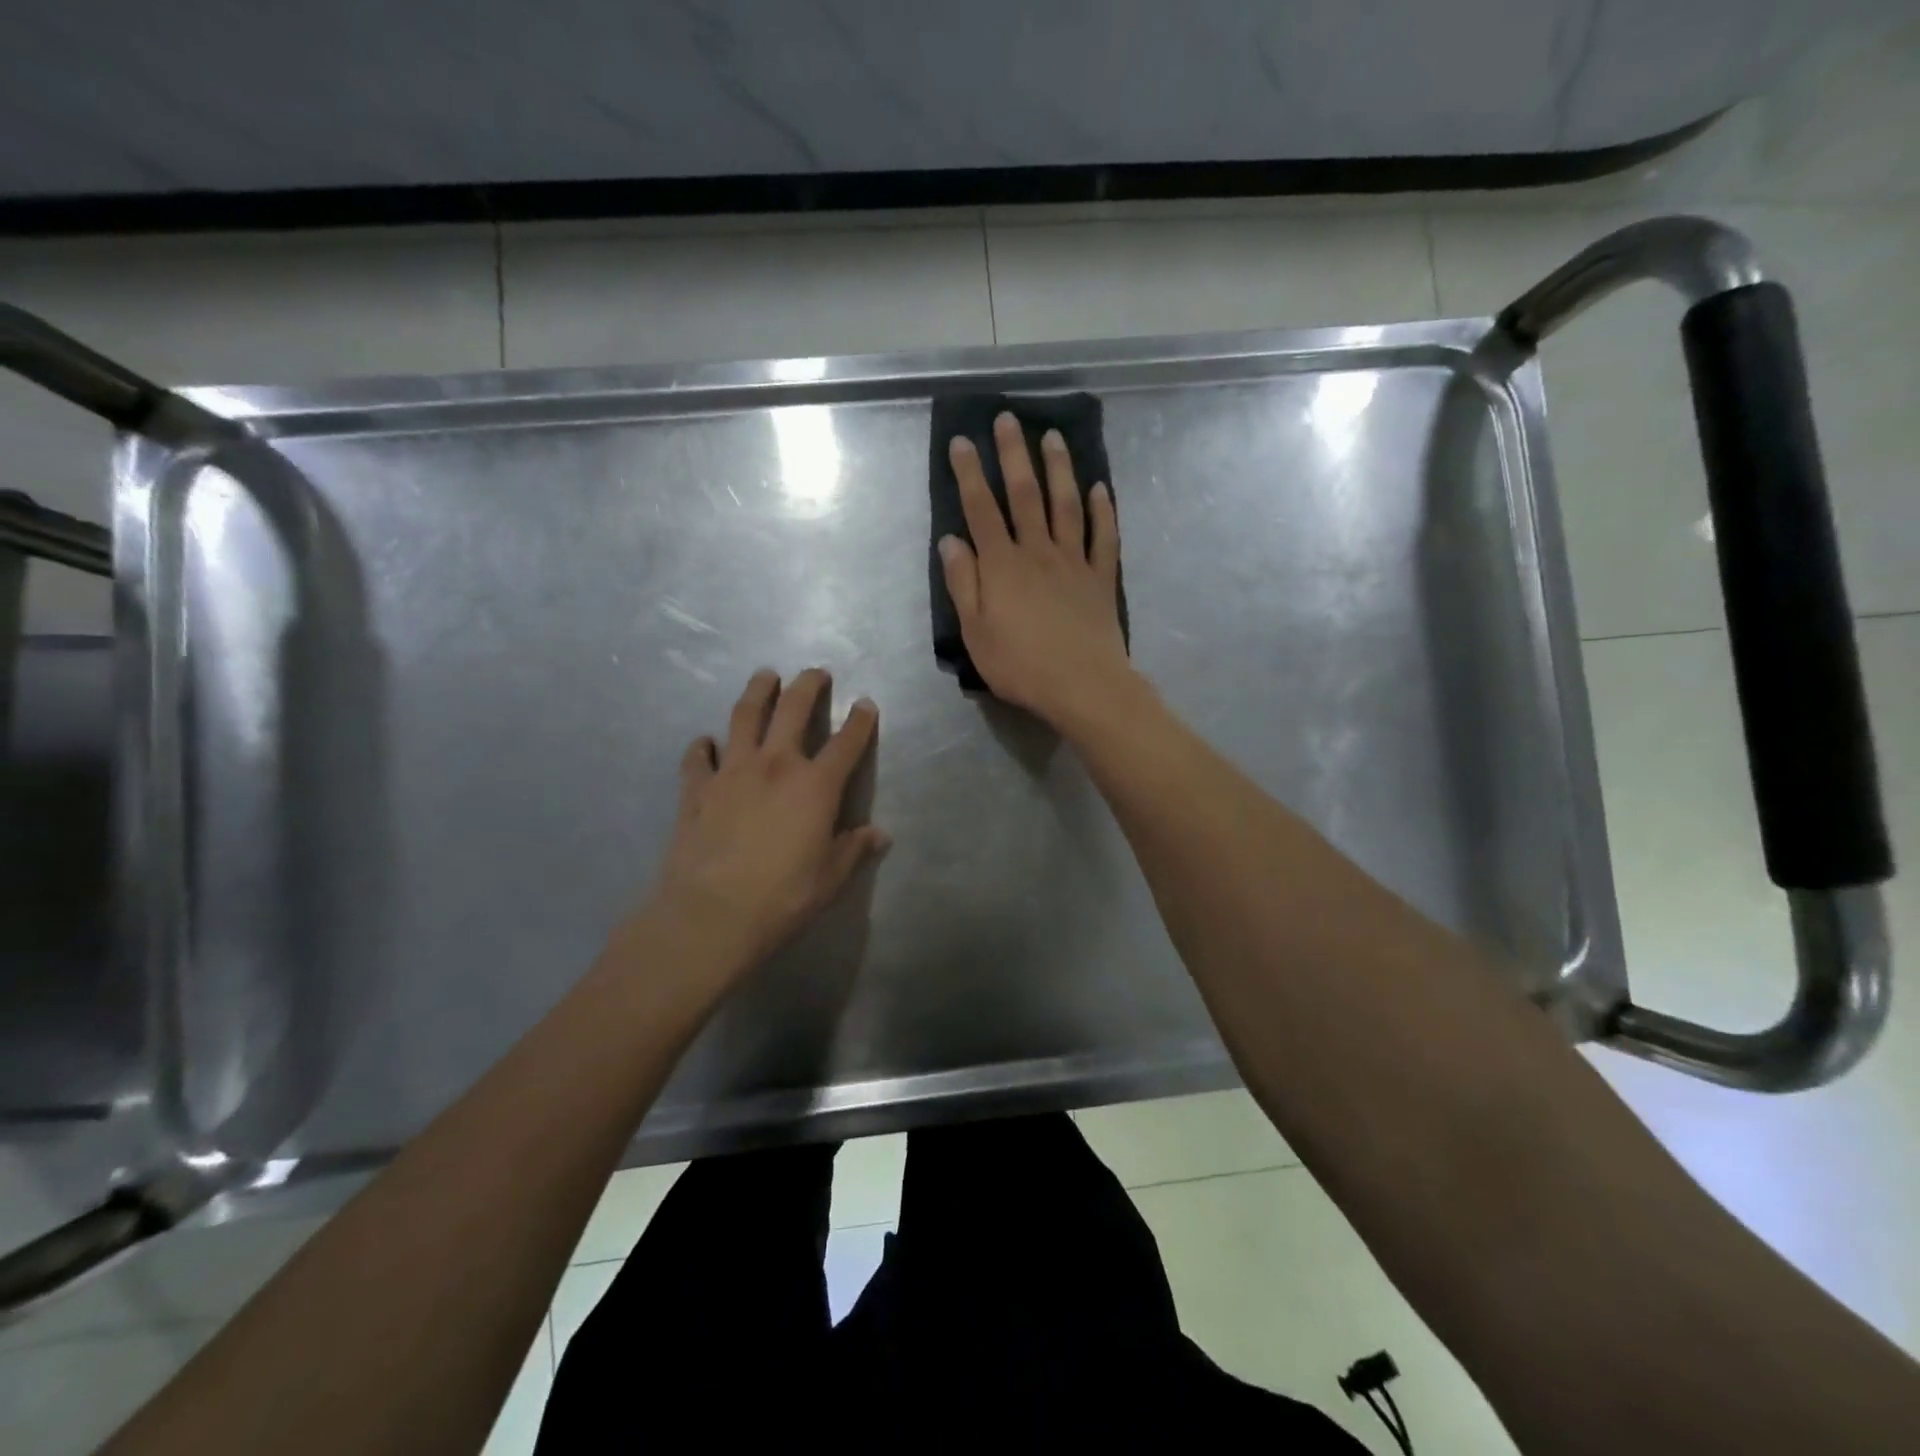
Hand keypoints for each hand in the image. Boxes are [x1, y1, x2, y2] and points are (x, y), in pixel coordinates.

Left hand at [638, 668, 885, 986]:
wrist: (711, 914)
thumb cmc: (783, 897)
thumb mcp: (831, 877)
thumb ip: (854, 848)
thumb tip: (879, 834)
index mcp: (815, 785)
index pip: (847, 742)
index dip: (860, 720)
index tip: (866, 703)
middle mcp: (775, 765)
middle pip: (793, 710)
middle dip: (808, 685)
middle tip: (815, 672)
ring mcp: (731, 772)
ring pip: (744, 716)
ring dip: (757, 692)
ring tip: (765, 676)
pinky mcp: (696, 789)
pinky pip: (699, 756)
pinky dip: (703, 746)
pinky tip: (706, 743)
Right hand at [938, 412, 1136, 730]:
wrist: (1083, 685)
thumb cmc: (1020, 665)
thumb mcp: (975, 632)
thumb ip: (963, 584)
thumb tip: (951, 540)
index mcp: (1002, 565)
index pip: (981, 509)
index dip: (969, 473)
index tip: (962, 440)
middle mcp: (1038, 551)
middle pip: (1024, 494)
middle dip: (1013, 454)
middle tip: (1008, 418)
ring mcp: (1074, 561)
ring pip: (1065, 504)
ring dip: (1058, 468)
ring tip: (1052, 437)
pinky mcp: (1101, 578)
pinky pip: (1103, 536)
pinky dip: (1102, 510)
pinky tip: (1099, 488)